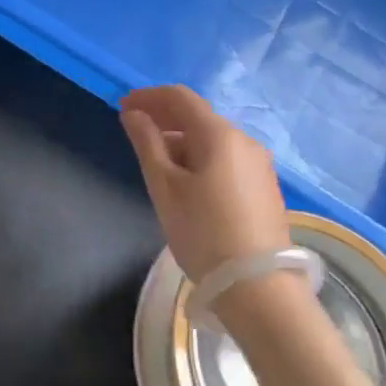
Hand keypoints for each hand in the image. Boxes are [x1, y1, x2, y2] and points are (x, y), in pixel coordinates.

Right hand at [119, 85, 289, 282]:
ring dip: (180, 140)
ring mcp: (259, 165)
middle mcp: (244, 141)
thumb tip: (133, 114)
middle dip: (163, 118)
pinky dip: (199, 157)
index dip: (147, 97)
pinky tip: (185, 181)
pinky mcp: (264, 188)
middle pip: (197, 117)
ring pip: (212, 140)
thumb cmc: (203, 232)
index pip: (179, 97)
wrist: (259, 288)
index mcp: (219, 134)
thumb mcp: (164, 186)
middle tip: (133, 132)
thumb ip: (146, 143)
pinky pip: (225, 159)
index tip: (121, 107)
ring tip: (155, 161)